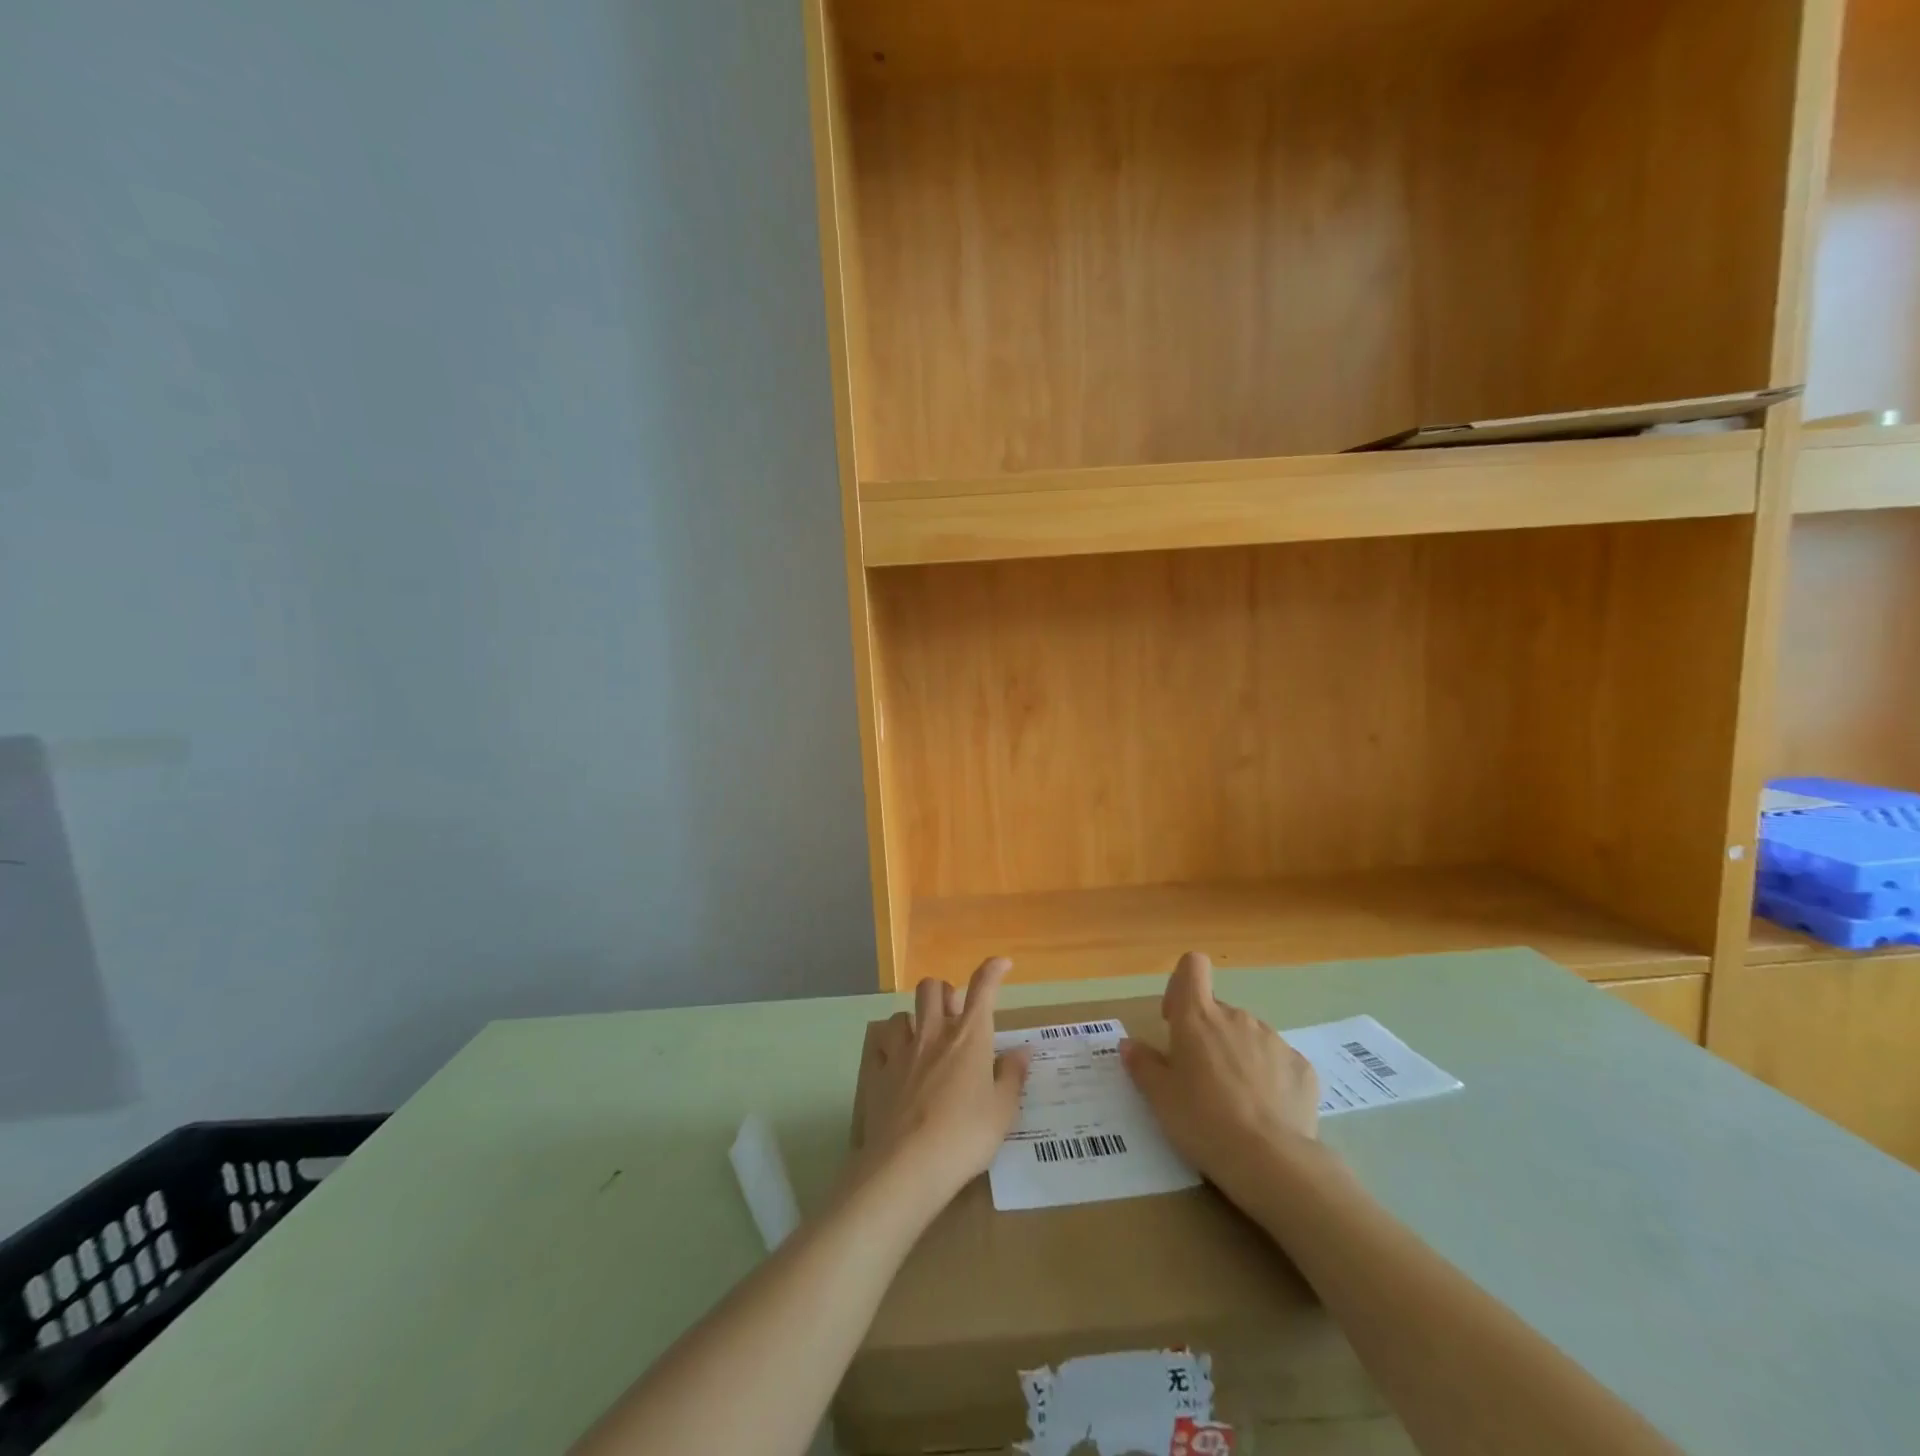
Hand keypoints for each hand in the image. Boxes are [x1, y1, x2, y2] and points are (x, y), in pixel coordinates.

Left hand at [854, 958, 1031, 1206]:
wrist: (907, 1166)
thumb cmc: (965, 1136)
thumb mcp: (1002, 1111)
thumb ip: (1012, 1076)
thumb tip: (1022, 1051)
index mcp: (969, 1038)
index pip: (983, 989)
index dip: (993, 970)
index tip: (1002, 963)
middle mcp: (934, 1034)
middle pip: (933, 988)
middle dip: (944, 992)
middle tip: (955, 1014)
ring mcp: (901, 1051)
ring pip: (902, 1013)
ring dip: (914, 1019)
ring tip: (922, 1038)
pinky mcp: (878, 1073)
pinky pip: (879, 1046)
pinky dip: (888, 1048)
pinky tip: (894, 1062)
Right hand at [1121, 952, 1318, 1193]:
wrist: (1272, 1162)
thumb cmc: (1203, 1121)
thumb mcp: (1159, 1097)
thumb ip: (1142, 1064)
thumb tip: (1130, 1045)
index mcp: (1197, 1017)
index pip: (1192, 966)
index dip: (1181, 985)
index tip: (1175, 1020)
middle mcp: (1236, 1017)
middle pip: (1217, 1010)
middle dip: (1207, 1035)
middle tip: (1200, 1079)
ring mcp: (1273, 1040)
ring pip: (1247, 1036)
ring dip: (1237, 1056)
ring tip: (1235, 1102)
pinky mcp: (1302, 1067)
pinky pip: (1277, 1062)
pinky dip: (1269, 1078)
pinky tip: (1265, 1113)